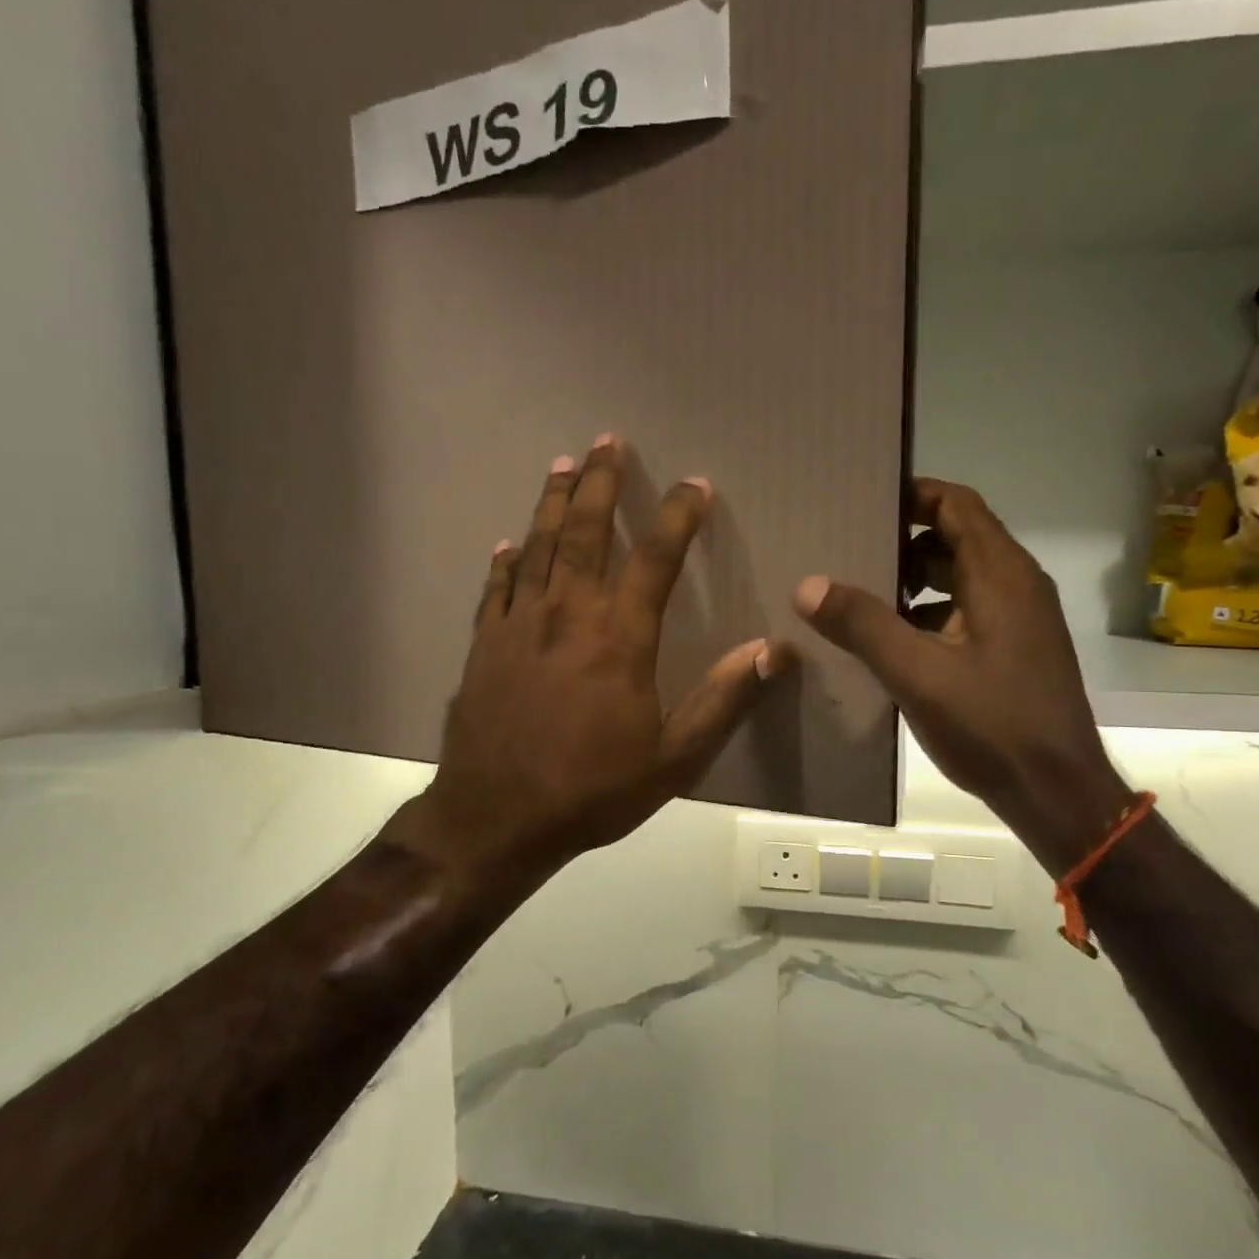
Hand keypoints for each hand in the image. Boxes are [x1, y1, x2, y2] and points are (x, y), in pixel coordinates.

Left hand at [404, 437, 793, 890]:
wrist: (496, 818)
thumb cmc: (592, 789)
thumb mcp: (674, 758)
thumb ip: (723, 699)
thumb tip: (774, 649)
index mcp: (619, 637)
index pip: (654, 558)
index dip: (677, 516)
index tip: (695, 485)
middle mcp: (567, 615)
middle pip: (584, 532)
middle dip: (599, 482)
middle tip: (607, 441)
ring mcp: (518, 625)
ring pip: (537, 546)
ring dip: (551, 502)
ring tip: (562, 464)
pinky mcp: (484, 645)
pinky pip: (496, 588)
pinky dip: (505, 561)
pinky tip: (508, 543)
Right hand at [794, 477, 1130, 876]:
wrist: (1056, 793)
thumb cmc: (992, 724)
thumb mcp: (917, 673)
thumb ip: (862, 624)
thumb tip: (807, 584)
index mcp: (1000, 574)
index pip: (956, 504)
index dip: (911, 494)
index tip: (861, 500)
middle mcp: (1015, 585)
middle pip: (955, 538)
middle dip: (900, 540)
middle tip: (845, 548)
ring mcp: (1018, 620)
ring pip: (958, 578)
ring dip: (911, 580)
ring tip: (855, 593)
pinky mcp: (1013, 650)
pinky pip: (965, 611)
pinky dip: (927, 613)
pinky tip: (888, 641)